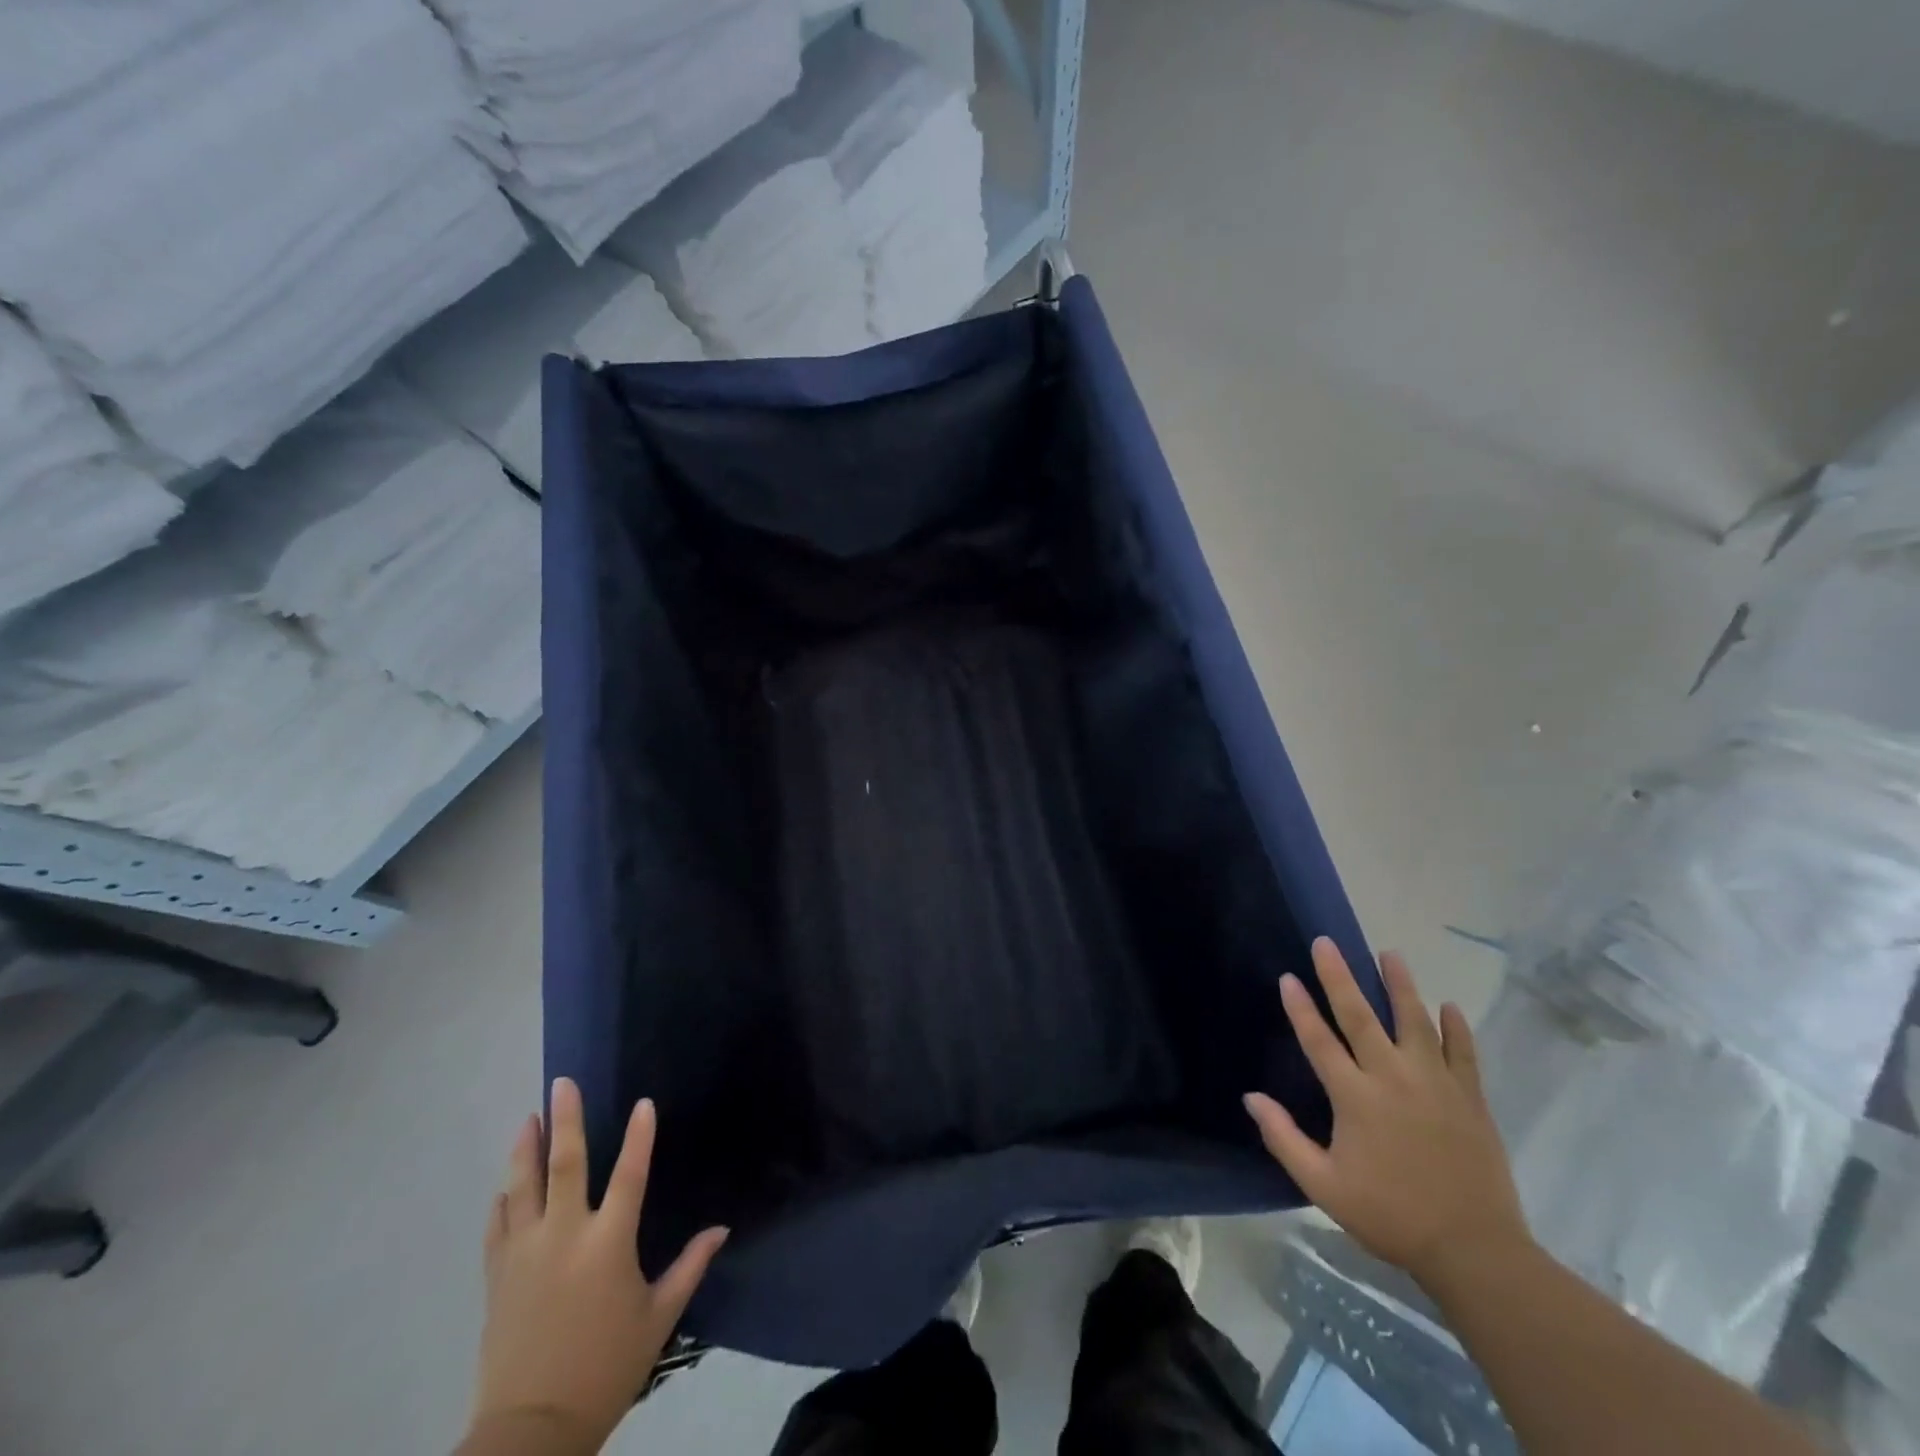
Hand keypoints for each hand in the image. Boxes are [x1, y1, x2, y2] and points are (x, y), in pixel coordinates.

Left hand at [465, 1080, 728, 1454]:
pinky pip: (498, 1227)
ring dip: (525, 1149)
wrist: (530, 1431)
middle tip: (562, 1082)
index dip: (639, 1137)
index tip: (643, 1103)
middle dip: (564, 1120)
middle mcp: (564, 1237)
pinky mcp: (498, 1277)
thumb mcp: (658, 1318)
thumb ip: (690, 1267)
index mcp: (608, 1244)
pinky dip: (503, 1200)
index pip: (629, 1175)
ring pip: (523, 1188)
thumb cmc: (606, 1368)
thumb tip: (721, 1228)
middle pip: (565, 1166)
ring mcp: (525, 1254)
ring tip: (528, 1118)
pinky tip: (504, 1185)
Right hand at [1244, 939, 1532, 1290]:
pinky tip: (1448, 1006)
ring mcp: (1436, 1084)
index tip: (1288, 977)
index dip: (1300, 1007)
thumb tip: (1251, 1098)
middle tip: (1327, 942)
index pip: (1319, 1040)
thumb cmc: (1391, 1216)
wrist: (1475, 1252)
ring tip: (1390, 954)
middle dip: (1340, 976)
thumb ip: (1284, 1139)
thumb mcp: (1324, 1186)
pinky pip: (1463, 1053)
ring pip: (1415, 1022)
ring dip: (1401, 985)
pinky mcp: (1471, 1098)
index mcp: (1355, 1097)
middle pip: (1361, 1016)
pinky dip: (1456, 1027)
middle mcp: (1393, 1078)